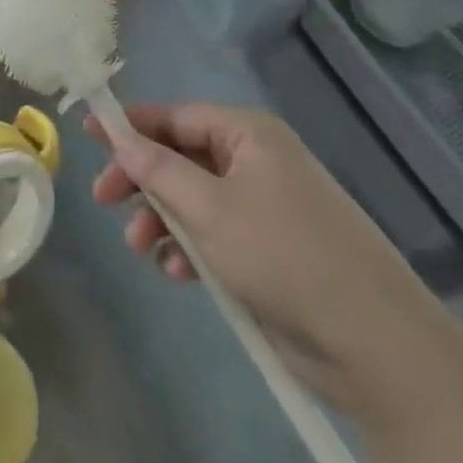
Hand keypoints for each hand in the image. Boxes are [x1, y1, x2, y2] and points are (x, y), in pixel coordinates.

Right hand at [89, 103, 459, 418]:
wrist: (374, 346)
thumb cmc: (282, 255)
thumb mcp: (208, 208)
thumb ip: (156, 168)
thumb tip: (116, 132)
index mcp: (248, 135)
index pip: (175, 116)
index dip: (130, 125)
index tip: (88, 135)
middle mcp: (256, 161)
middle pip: (180, 157)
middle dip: (142, 180)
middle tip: (104, 201)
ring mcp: (264, 206)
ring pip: (193, 199)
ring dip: (162, 220)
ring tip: (142, 250)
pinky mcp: (269, 249)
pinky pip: (214, 233)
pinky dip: (190, 248)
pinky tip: (177, 274)